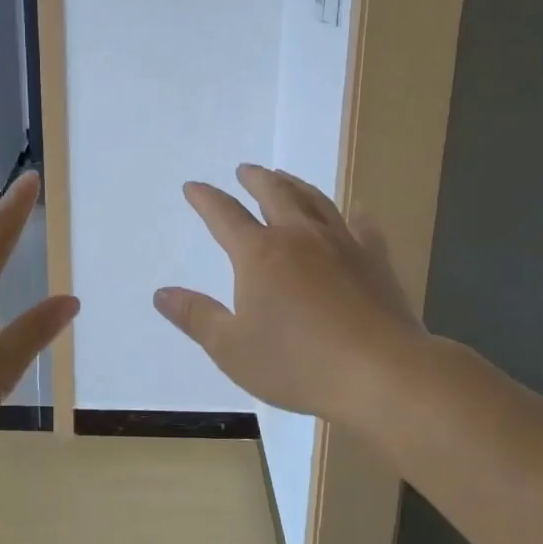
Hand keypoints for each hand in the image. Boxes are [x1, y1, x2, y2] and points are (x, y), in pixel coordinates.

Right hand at [153, 164, 427, 426]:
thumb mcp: (231, 348)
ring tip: (285, 178)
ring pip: (315, 201)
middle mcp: (298, 237)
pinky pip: (363, 227)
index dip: (205, 199)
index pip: (224, 215)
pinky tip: (356, 212)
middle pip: (274, 194)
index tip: (193, 187)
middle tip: (246, 169)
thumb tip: (161, 293)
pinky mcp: (375, 261)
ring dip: (295, 185)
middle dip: (255, 179)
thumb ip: (196, 317)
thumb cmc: (297, 363)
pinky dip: (355, 214)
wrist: (381, 373)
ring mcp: (342, 244)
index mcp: (259, 254)